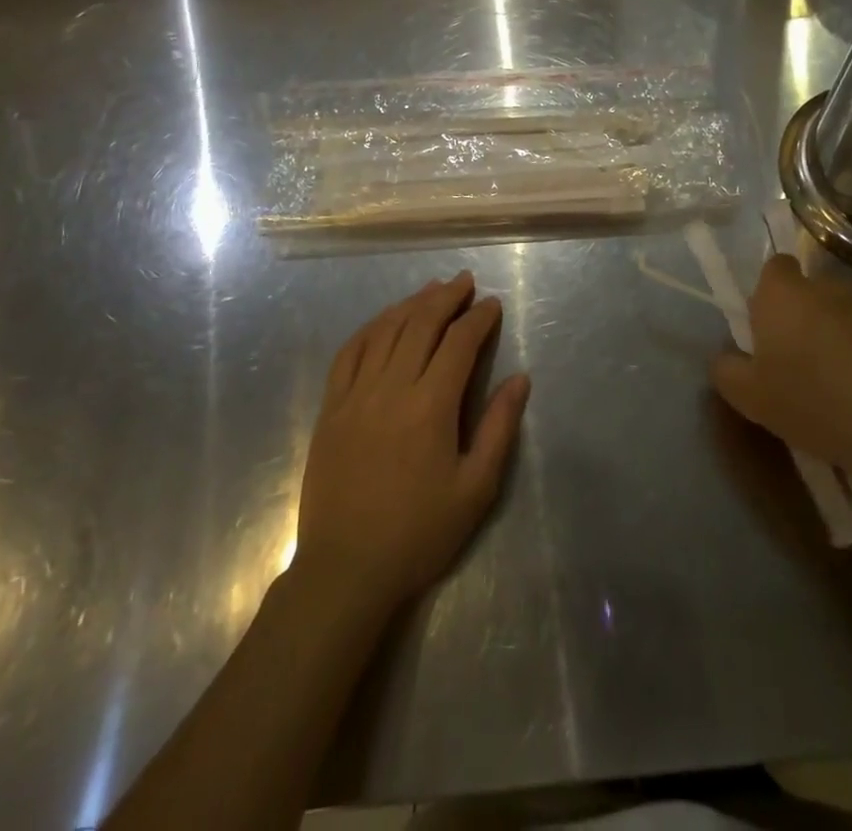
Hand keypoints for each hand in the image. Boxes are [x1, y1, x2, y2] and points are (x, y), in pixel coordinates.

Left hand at [294, 272, 530, 618]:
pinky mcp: (331, 408)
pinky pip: (349, 352)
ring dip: (410, 304)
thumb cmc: (419, 533)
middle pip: (420, 325)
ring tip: (431, 290)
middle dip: (446, 298)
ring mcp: (355, 395)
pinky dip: (370, 328)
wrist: (346, 569)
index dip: (478, 318)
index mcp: (430, 406)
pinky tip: (383, 320)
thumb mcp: (475, 489)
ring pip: (385, 331)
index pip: (458, 343)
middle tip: (464, 282)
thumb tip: (520, 380)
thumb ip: (498, 428)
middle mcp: (391, 388)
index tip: (492, 304)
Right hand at [711, 254, 851, 484]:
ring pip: (848, 313)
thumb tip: (727, 358)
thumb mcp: (750, 400)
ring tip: (848, 384)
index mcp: (783, 295)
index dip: (771, 293)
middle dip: (807, 319)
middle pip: (811, 293)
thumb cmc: (814, 404)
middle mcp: (828, 287)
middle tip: (805, 365)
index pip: (775, 267)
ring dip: (843, 335)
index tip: (772, 328)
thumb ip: (726, 370)